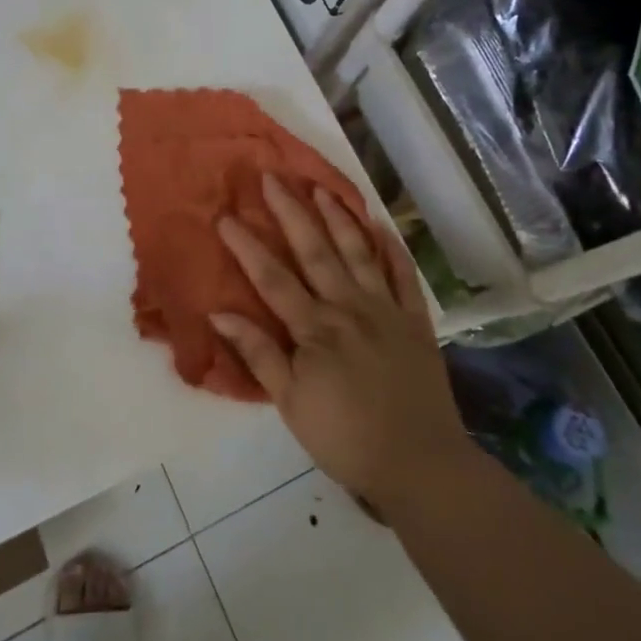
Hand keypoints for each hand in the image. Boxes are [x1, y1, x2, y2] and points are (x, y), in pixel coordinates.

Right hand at [212, 175, 462, 507]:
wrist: (420, 464)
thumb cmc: (345, 438)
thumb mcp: (290, 404)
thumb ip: (259, 354)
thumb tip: (220, 312)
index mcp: (315, 328)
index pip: (272, 277)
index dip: (246, 245)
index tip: (226, 216)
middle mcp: (349, 307)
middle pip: (315, 250)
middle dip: (291, 211)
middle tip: (272, 177)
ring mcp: (386, 310)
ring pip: (358, 251)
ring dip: (338, 216)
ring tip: (321, 187)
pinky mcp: (416, 320)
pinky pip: (404, 275)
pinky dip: (392, 248)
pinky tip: (381, 225)